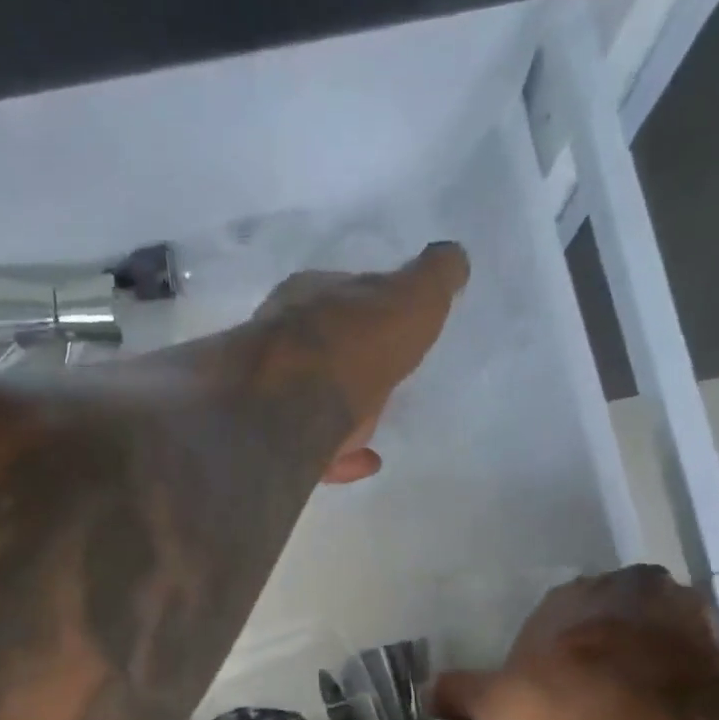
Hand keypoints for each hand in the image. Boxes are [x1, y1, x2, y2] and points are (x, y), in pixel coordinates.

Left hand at [247, 242, 469, 483]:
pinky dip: (337, 454)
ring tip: (373, 427)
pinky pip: (309, 447)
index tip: (392, 327)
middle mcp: (278, 336)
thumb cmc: (352, 347)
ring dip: (339, 410)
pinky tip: (362, 462)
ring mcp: (266, 391)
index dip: (370, 309)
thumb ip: (432, 279)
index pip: (343, 295)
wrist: (286, 411)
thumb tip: (453, 257)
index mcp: (309, 294)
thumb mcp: (410, 301)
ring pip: (308, 398)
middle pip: (321, 347)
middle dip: (347, 360)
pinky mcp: (268, 438)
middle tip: (380, 379)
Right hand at [431, 565, 718, 719]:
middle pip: (613, 616)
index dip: (550, 651)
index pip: (556, 614)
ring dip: (649, 661)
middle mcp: (634, 589)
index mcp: (574, 594)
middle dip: (603, 646)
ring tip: (635, 711)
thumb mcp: (497, 706)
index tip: (548, 686)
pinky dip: (686, 686)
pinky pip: (699, 665)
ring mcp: (691, 615)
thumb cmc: (568, 705)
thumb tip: (428, 690)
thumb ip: (463, 693)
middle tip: (593, 695)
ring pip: (661, 635)